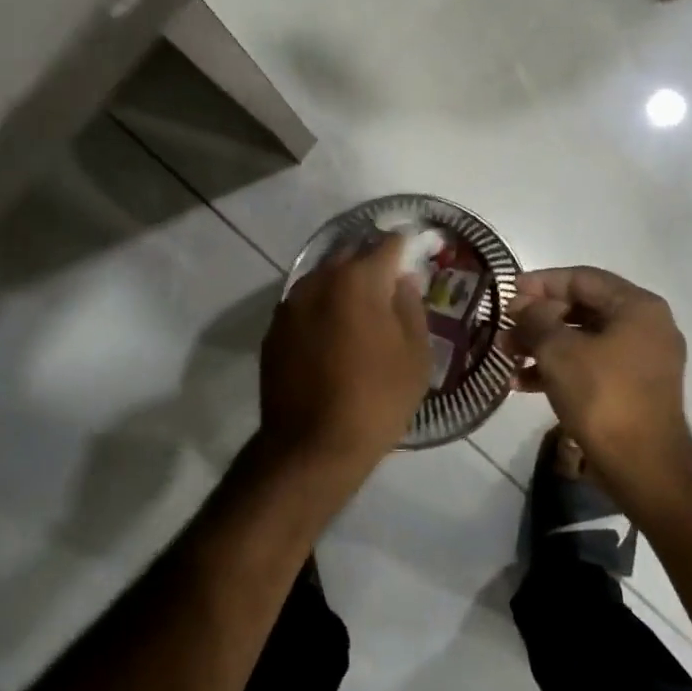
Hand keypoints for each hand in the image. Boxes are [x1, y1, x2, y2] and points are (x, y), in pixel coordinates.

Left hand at [259, 233, 431, 486]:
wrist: (311, 446)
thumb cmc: (376, 400)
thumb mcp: (414, 356)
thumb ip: (410, 307)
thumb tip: (402, 280)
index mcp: (358, 280)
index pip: (387, 244)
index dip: (405, 246)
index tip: (416, 252)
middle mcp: (319, 280)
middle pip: (350, 253)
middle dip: (371, 259)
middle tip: (391, 278)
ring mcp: (291, 304)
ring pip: (322, 276)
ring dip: (343, 281)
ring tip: (361, 304)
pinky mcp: (274, 329)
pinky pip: (304, 302)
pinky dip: (322, 305)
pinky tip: (333, 329)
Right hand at [508, 267, 691, 510]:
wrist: (643, 465)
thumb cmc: (602, 396)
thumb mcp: (558, 350)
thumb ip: (535, 319)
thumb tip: (523, 307)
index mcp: (637, 307)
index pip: (581, 278)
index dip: (540, 283)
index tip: (507, 292)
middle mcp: (646, 326)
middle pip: (582, 308)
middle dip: (538, 318)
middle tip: (504, 327)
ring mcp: (642, 360)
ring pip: (583, 339)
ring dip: (542, 344)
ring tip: (506, 355)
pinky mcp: (633, 389)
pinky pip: (591, 366)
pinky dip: (559, 368)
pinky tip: (522, 383)